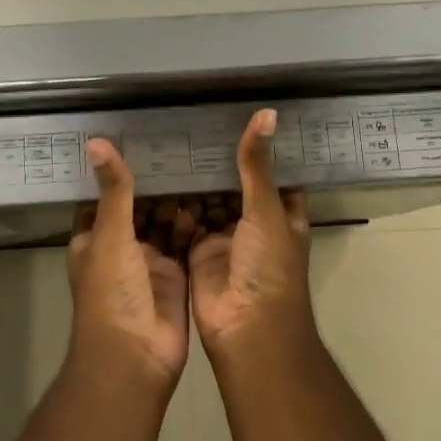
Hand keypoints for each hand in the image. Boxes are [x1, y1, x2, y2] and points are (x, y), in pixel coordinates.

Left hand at [67, 139, 191, 395]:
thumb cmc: (112, 293)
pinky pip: (185, 244)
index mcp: (94, 239)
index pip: (105, 197)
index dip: (121, 173)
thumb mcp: (110, 235)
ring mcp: (148, 265)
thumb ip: (114, 190)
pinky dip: (194, 227)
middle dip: (157, 186)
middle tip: (184, 150)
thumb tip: (95, 142)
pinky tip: (210, 203)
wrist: (135, 357)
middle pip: (139, 209)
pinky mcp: (175, 277)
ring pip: (164, 226)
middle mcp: (120, 249)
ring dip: (178, 205)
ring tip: (200, 170)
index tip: (144, 140)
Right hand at [189, 109, 314, 361]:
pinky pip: (186, 223)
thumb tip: (267, 113)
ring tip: (171, 140)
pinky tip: (158, 175)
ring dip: (195, 181)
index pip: (274, 173)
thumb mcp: (266, 209)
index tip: (240, 112)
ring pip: (209, 203)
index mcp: (282, 213)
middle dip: (219, 161)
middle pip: (236, 185)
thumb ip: (258, 165)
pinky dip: (175, 206)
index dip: (261, 148)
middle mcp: (255, 224)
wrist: (247, 329)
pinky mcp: (198, 253)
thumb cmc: (269, 266)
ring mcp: (226, 239)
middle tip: (193, 120)